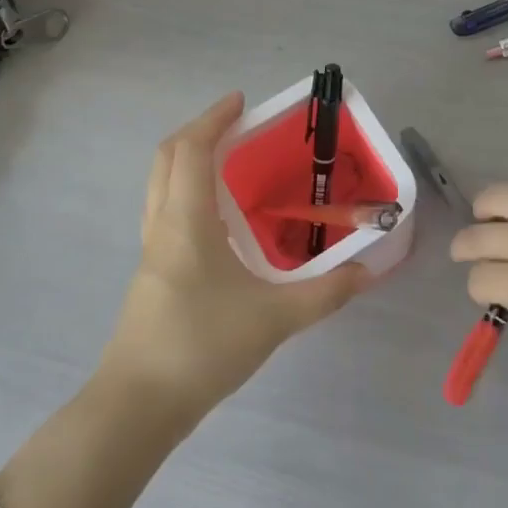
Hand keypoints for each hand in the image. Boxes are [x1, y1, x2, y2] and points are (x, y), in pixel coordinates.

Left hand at [98, 92, 370, 422]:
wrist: (138, 406)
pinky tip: (217, 218)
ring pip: (160, 183)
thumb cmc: (202, 347)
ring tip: (228, 161)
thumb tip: (369, 271)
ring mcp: (151, 249)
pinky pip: (164, 209)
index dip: (214, 118)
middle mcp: (162, 224)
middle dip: (199, 131)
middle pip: (167, 157)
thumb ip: (326, 293)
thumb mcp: (275, 319)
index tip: (242, 101)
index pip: (193, 149)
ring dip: (188, 159)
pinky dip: (186, 190)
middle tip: (236, 124)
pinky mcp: (151, 272)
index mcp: (187, 220)